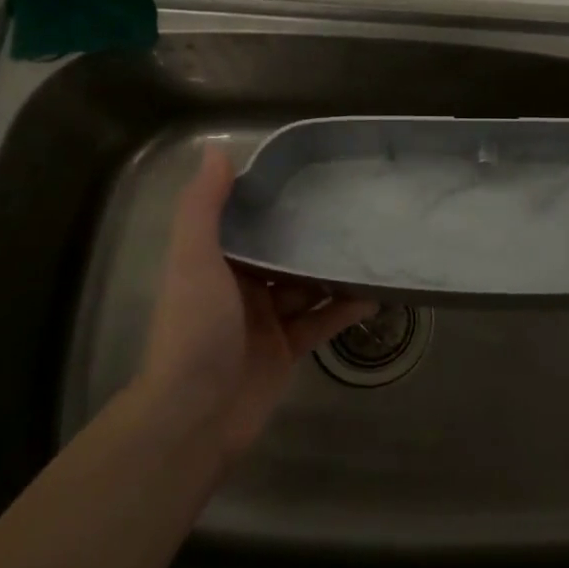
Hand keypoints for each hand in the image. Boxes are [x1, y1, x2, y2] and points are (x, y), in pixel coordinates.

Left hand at [140, 148, 376, 462]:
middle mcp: (240, 287)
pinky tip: (375, 294)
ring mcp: (265, 321)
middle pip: (282, 252)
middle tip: (355, 209)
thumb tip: (218, 150)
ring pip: (306, 286)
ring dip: (333, 271)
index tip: (312, 175)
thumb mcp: (193, 259)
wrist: (193, 417)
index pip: (249, 220)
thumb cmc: (194, 329)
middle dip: (312, 234)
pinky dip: (344, 309)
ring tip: (372, 245)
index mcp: (216, 261)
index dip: (275, 199)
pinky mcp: (287, 351)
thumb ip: (204, 207)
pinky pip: (321, 323)